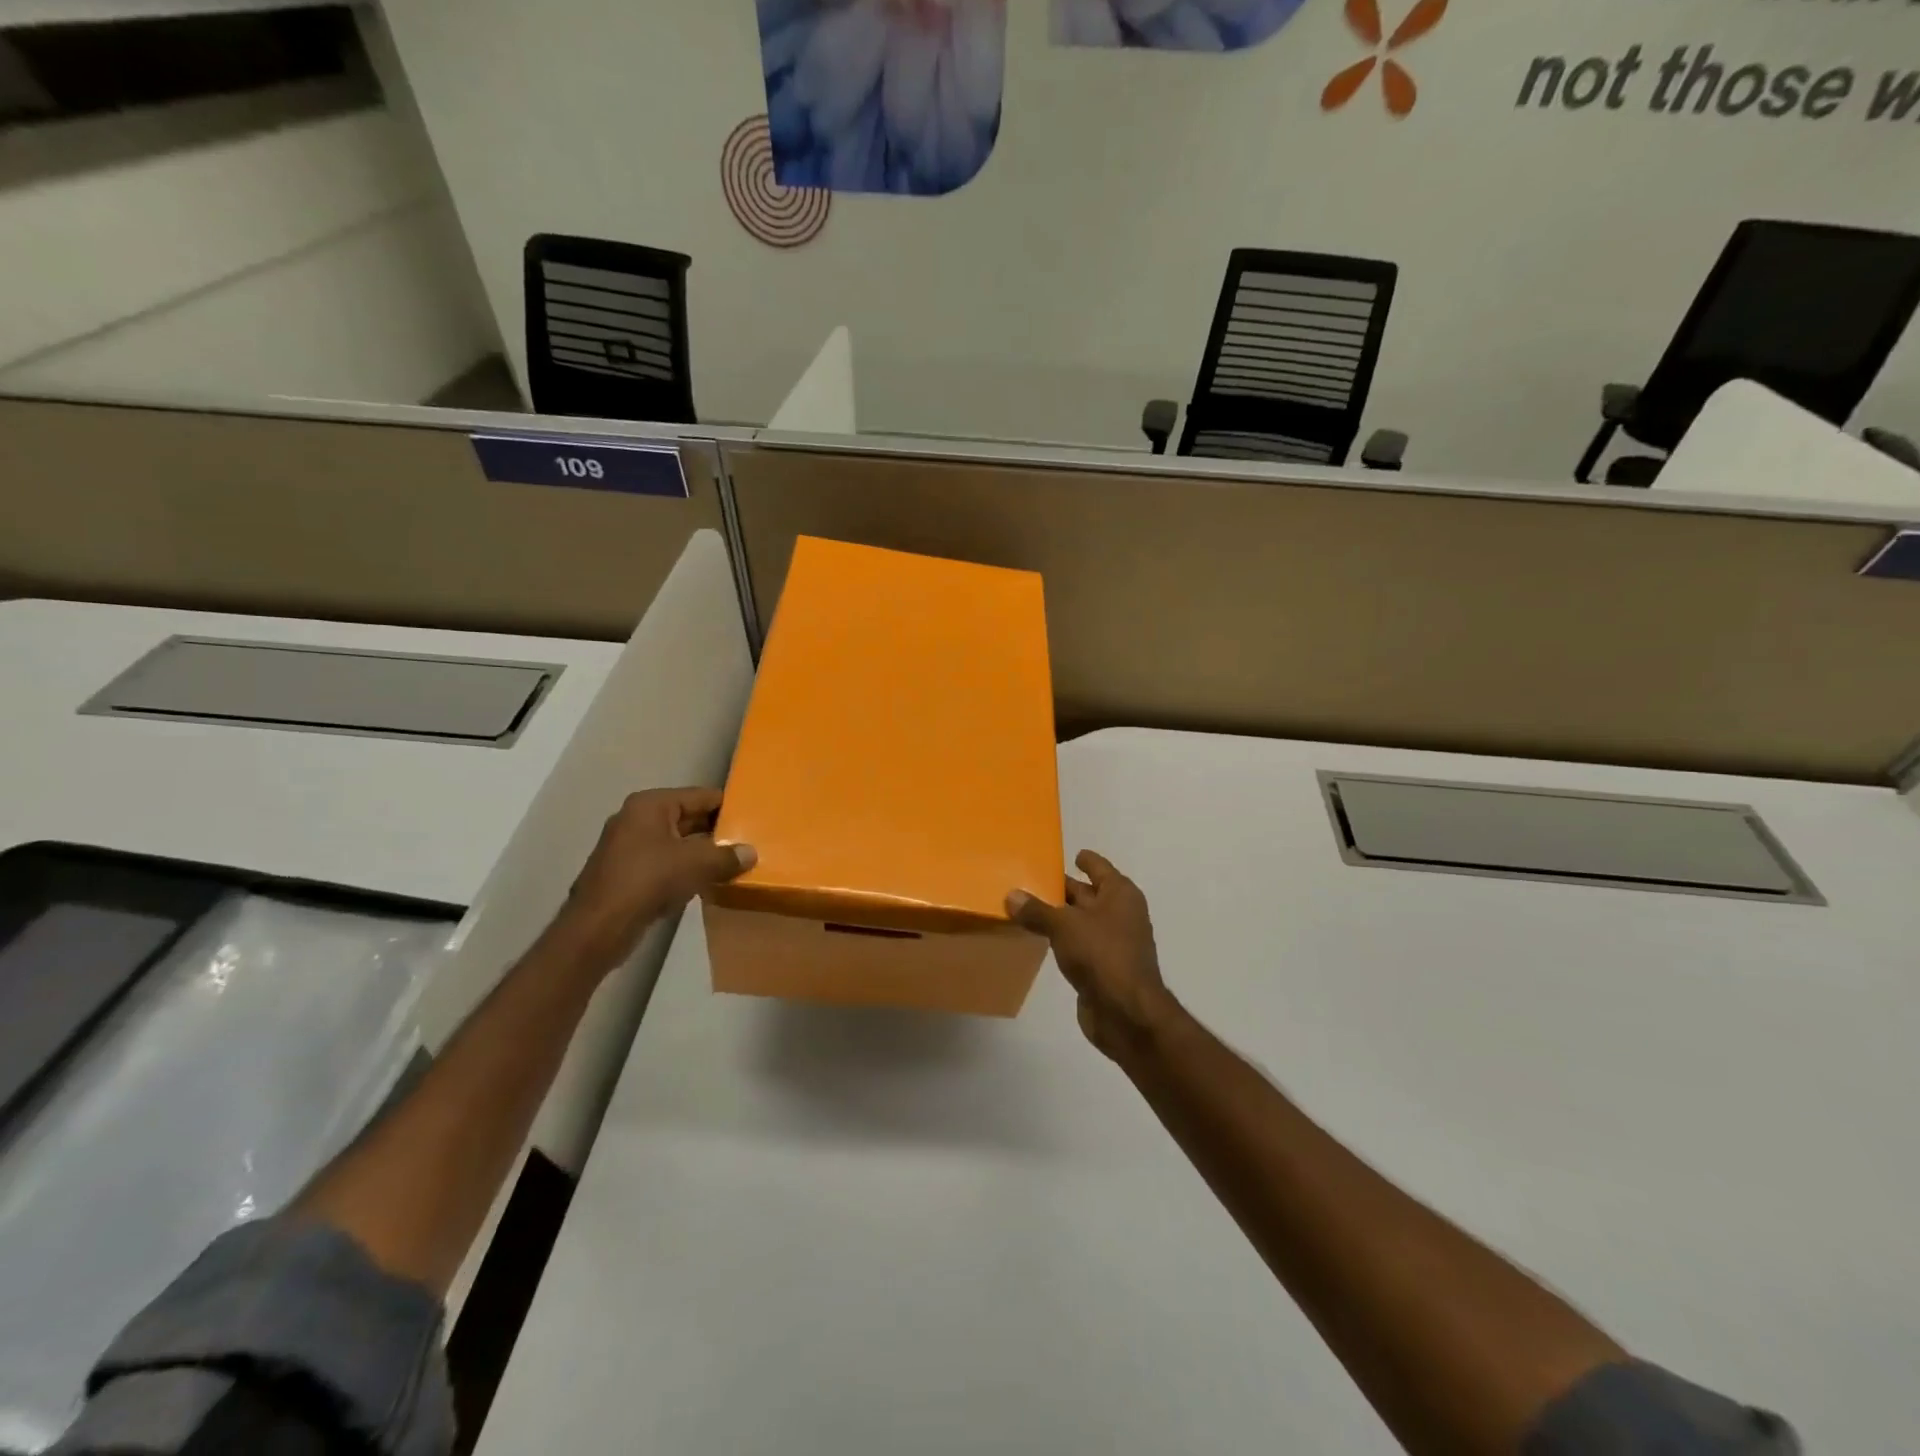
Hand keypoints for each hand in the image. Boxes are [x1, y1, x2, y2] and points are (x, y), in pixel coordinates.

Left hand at [553, 788, 755, 972]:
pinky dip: (685, 869)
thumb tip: (751, 853)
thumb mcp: (697, 864)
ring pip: (677, 843)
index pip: (700, 796)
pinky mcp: (626, 872)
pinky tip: (707, 882)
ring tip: (733, 862)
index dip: (728, 806)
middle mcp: (637, 818)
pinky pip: (665, 862)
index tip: (753, 817)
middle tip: (748, 841)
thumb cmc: (649, 880)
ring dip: (702, 853)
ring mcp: (628, 846)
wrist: (599, 927)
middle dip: (716, 831)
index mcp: (651, 805)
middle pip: (688, 818)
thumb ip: (727, 856)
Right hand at [1008, 851, 1182, 1061]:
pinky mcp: (1102, 968)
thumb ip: (1037, 910)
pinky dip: (1061, 940)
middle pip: (1087, 894)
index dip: (1085, 860)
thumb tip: (1011, 896)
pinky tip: (1039, 938)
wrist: (1127, 1013)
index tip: (1069, 855)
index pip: (1100, 868)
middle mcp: (1119, 914)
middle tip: (1030, 879)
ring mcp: (1112, 942)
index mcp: (1120, 894)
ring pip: (1080, 921)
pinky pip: (1077, 944)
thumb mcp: (1064, 926)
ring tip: (1026, 907)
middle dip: (1063, 888)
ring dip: (1058, 916)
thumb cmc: (1102, 955)